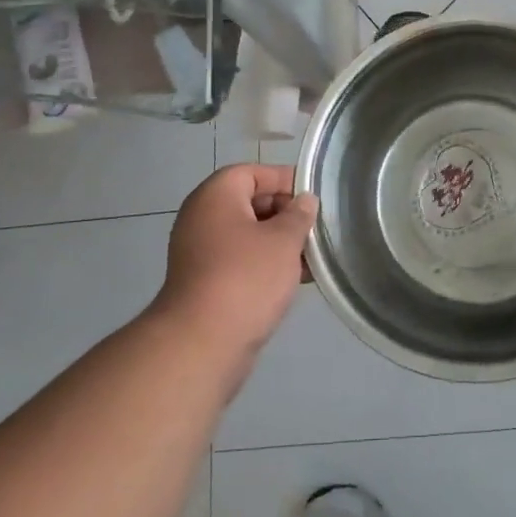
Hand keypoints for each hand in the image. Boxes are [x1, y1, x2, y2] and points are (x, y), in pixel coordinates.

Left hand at [154, 164, 317, 362]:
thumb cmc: (246, 278)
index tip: (314, 198)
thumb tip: (304, 201)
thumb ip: (299, 215)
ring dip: (278, 243)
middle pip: (250, 202)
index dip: (285, 180)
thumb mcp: (283, 240)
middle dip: (285, 214)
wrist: (202, 344)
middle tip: (316, 229)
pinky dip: (264, 264)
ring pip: (247, 235)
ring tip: (312, 257)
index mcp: (216, 195)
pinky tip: (294, 280)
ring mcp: (200, 251)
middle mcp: (202, 217)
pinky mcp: (204, 282)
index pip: (254, 172)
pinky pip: (240, 260)